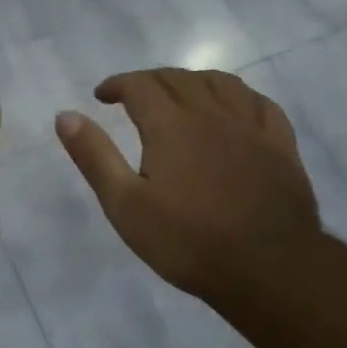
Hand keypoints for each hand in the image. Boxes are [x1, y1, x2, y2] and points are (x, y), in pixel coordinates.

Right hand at [56, 69, 321, 310]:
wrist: (268, 269)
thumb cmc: (187, 241)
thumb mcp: (125, 205)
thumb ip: (95, 156)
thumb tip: (65, 115)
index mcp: (170, 124)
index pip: (140, 84)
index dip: (117, 84)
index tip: (102, 96)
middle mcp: (211, 113)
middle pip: (178, 78)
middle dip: (150, 80)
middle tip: (133, 98)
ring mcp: (251, 126)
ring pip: (220, 83)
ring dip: (192, 81)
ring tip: (179, 96)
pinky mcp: (281, 145)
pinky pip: (260, 103)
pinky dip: (239, 96)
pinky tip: (233, 108)